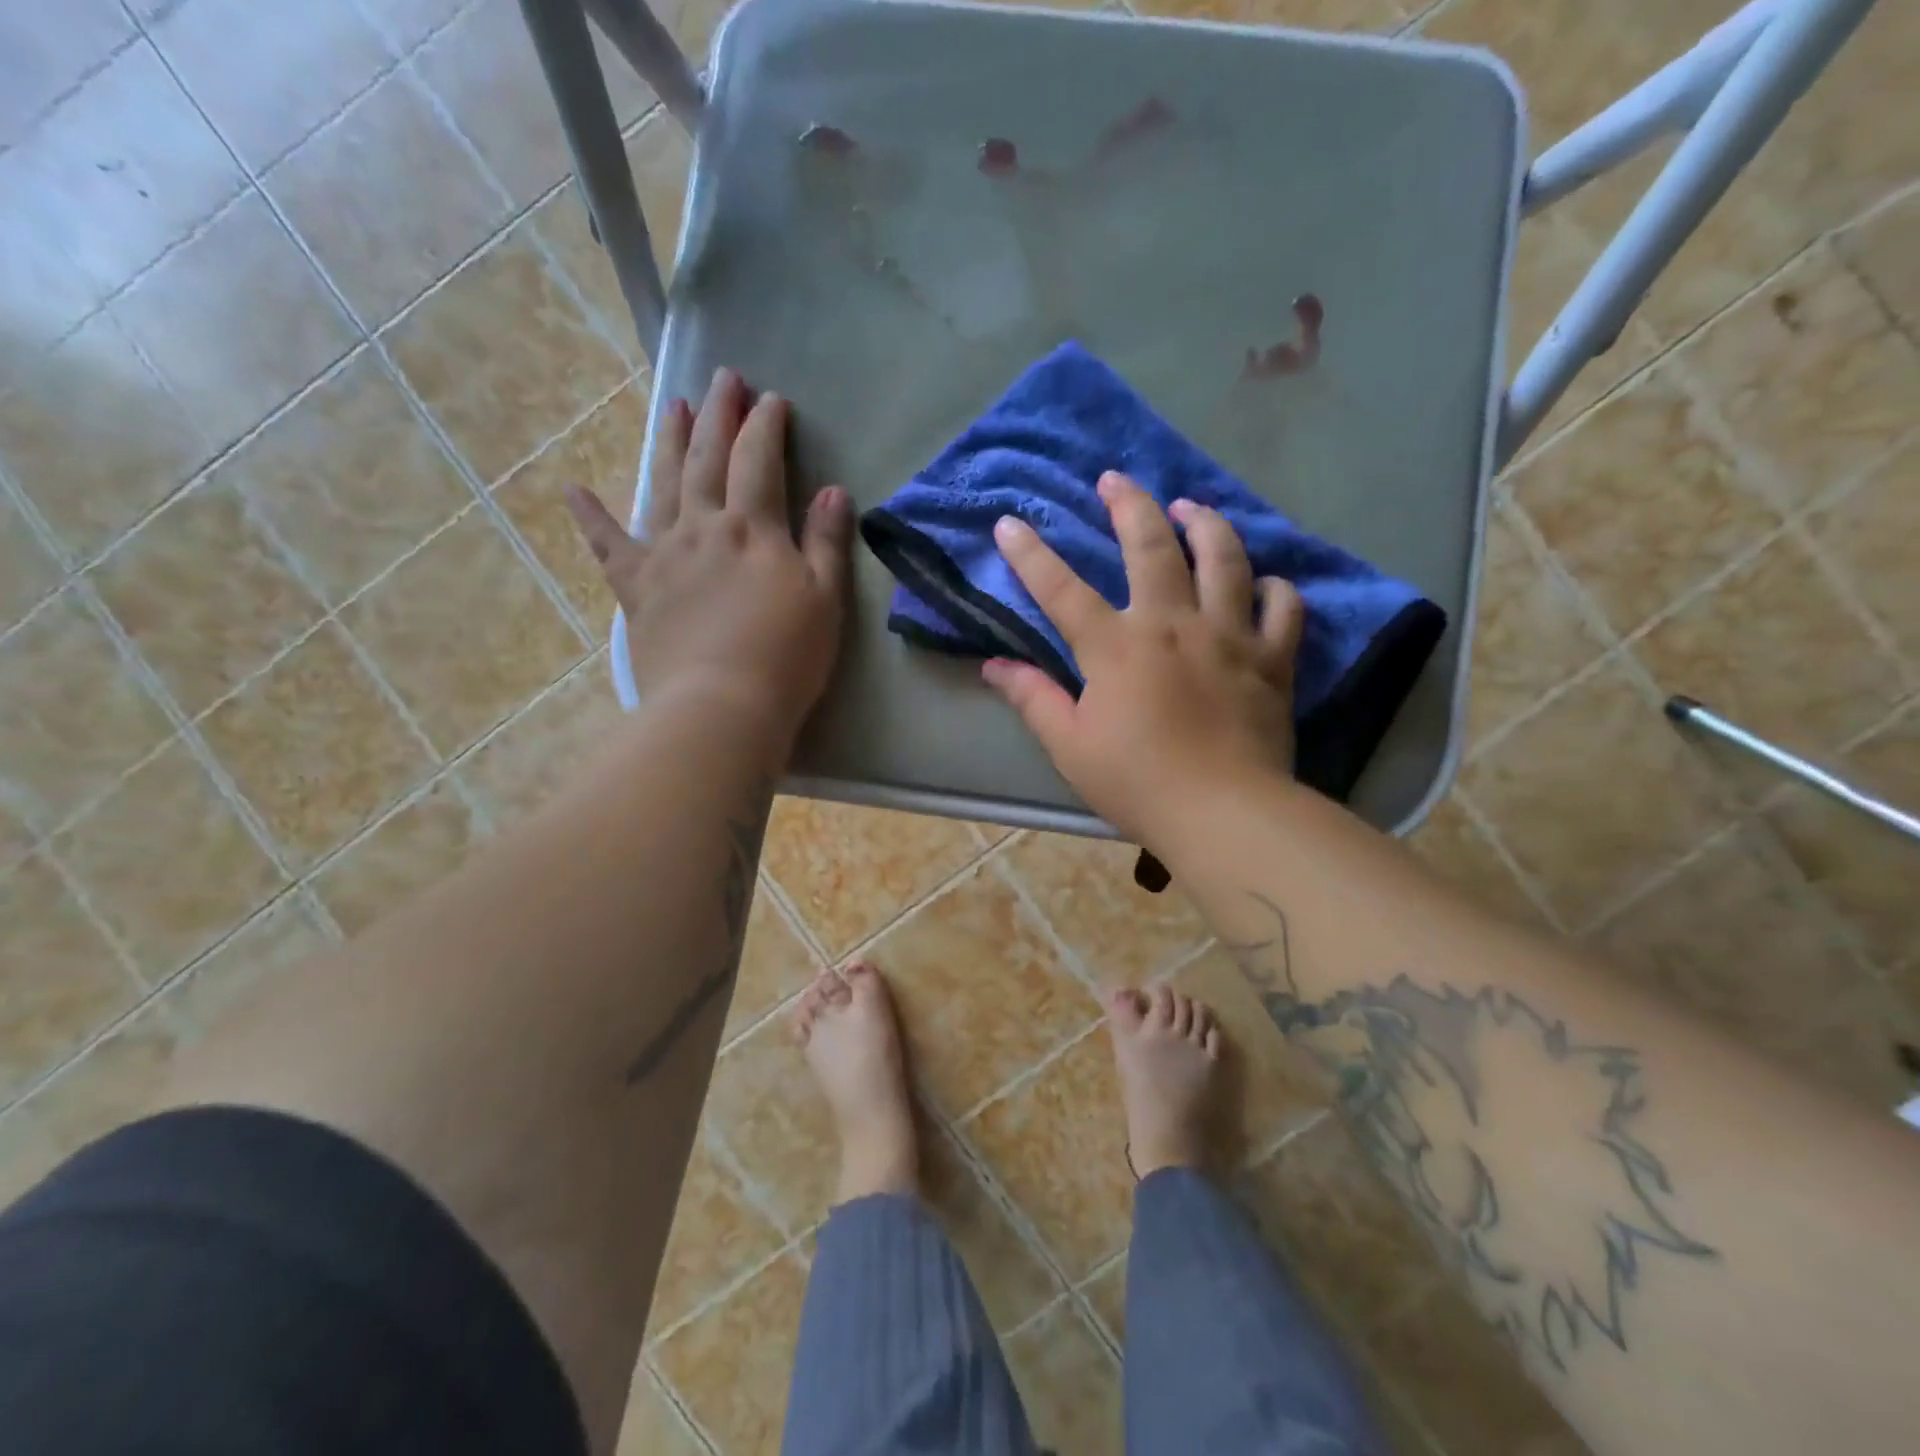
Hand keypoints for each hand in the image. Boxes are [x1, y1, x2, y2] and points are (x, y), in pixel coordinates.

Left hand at [567, 367, 852, 740]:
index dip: (766, 426)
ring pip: (662, 484)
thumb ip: (826, 543)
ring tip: (671, 404)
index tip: (773, 400)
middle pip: (708, 458)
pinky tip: (573, 490)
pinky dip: (590, 517)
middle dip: (718, 415)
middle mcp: (703, 528)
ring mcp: (663, 555)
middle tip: (723, 378)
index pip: (760, 460)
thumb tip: (833, 492)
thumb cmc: (785, 658)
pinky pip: (607, 545)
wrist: (720, 706)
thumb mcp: (825, 600)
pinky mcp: (636, 588)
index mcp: (753, 529)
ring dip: (668, 441)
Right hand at [983, 472, 1302, 844]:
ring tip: (1190, 506)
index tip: (1009, 523)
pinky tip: (1264, 579)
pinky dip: (1274, 586)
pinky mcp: (1271, 659)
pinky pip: (1281, 607)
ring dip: (1205, 524)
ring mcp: (1228, 636)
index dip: (1031, 555)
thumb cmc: (1137, 783)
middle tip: (1114, 479)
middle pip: (1151, 547)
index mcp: (1116, 648)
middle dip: (1128, 505)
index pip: (1062, 590)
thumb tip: (995, 666)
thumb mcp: (1070, 747)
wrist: (1224, 814)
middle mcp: (1173, 625)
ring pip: (1224, 559)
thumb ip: (1034, 699)